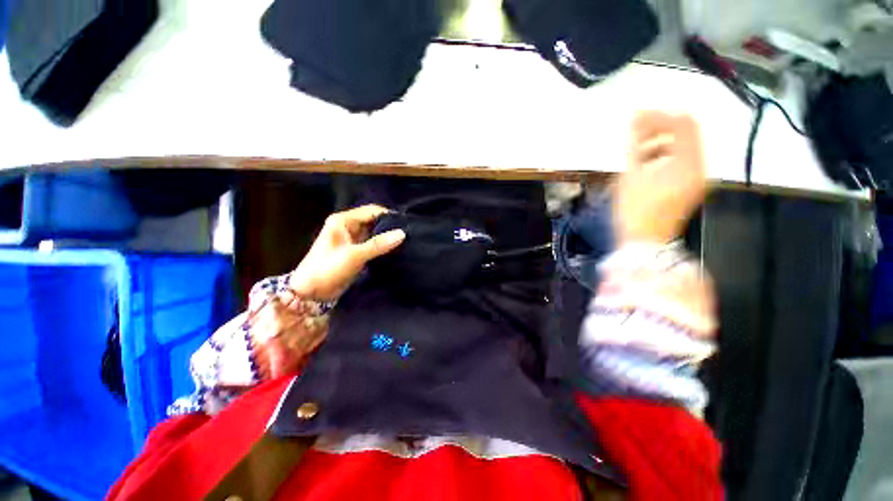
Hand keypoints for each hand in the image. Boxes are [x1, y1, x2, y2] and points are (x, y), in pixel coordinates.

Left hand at [289, 205, 405, 300]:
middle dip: (389, 226)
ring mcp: (352, 239)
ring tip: (405, 241)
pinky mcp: (356, 251)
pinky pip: (373, 244)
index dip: (388, 216)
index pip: (371, 211)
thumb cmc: (328, 269)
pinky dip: (383, 246)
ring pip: (374, 233)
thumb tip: (402, 233)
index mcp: (343, 221)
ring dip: (387, 237)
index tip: (406, 224)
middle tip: (408, 233)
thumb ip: (379, 244)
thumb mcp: (354, 255)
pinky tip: (396, 249)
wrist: (311, 293)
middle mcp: (348, 226)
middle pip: (373, 221)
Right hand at [614, 111, 707, 244]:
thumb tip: (635, 119)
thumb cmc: (635, 211)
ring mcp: (697, 176)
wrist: (645, 242)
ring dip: (661, 140)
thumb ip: (635, 145)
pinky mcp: (690, 185)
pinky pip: (682, 159)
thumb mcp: (631, 176)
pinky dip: (664, 154)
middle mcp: (700, 166)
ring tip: (635, 146)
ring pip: (684, 146)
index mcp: (688, 163)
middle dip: (660, 127)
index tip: (636, 115)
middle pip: (686, 133)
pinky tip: (645, 161)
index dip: (660, 115)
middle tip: (634, 129)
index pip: (683, 124)